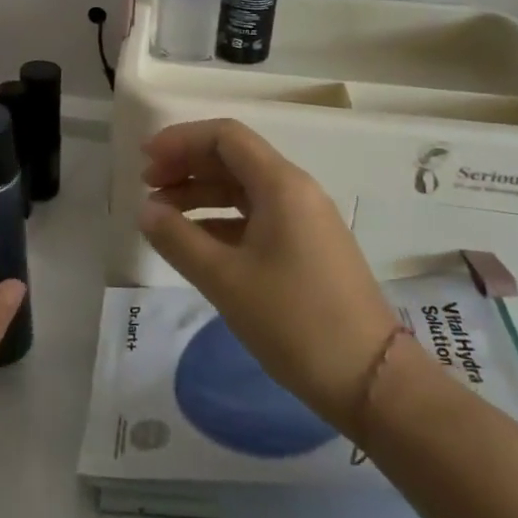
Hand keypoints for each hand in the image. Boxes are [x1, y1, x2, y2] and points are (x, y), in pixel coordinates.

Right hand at [139, 119, 397, 433]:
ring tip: (162, 215)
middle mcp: (296, 191)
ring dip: (200, 193)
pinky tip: (195, 241)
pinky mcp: (307, 248)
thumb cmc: (295, 321)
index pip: (225, 136)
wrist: (372, 381)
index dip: (180, 140)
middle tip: (147, 186)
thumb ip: (177, 238)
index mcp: (281, 185)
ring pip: (243, 188)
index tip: (145, 160)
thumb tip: (146, 210)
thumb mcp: (225, 279)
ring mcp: (305, 220)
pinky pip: (256, 216)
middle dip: (186, 165)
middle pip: (233, 158)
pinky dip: (220, 219)